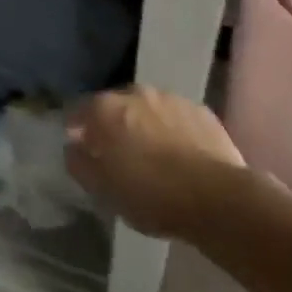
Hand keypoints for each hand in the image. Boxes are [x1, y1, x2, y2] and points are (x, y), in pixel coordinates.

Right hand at [65, 86, 249, 240]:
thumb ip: (79, 163)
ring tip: (154, 155)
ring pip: (148, 109)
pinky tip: (182, 155)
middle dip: (114, 124)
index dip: (78, 130)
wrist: (218, 199)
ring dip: (145, 125)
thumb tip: (73, 148)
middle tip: (119, 154)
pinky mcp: (202, 112)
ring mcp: (171, 99)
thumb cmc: (150, 194)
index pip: (78, 111)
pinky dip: (174, 130)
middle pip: (115, 106)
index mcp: (104, 108)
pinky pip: (177, 118)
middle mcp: (135, 93)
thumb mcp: (102, 189)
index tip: (82, 150)